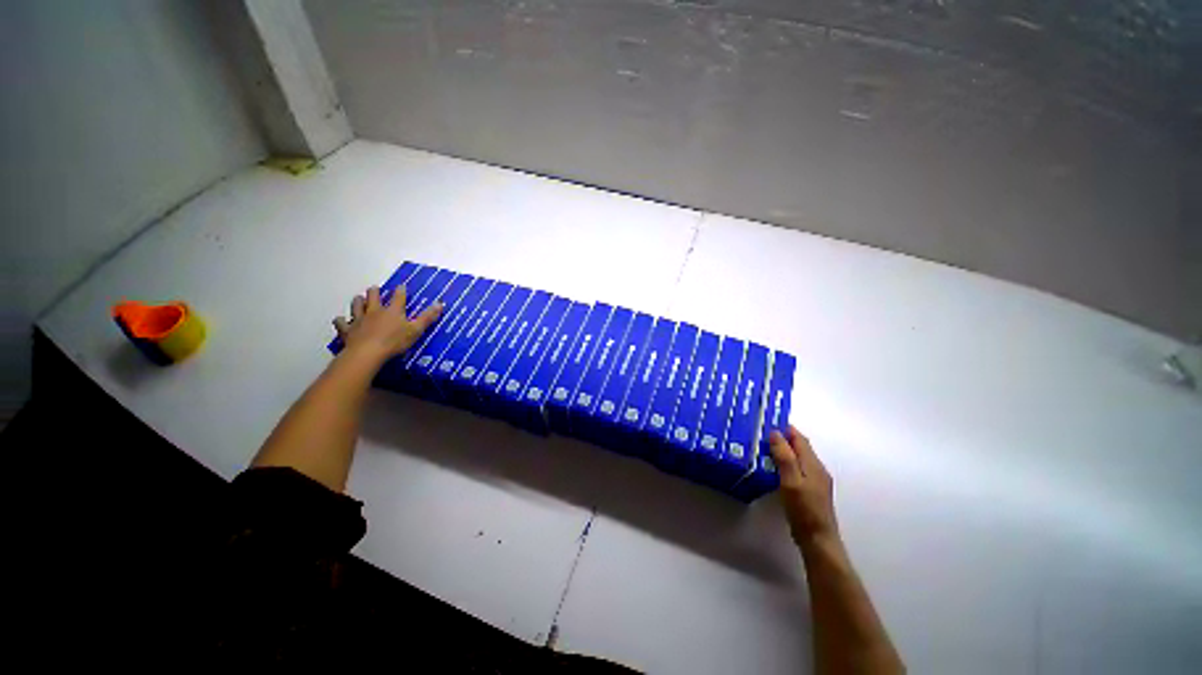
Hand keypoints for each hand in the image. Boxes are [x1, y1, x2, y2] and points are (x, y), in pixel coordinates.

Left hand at [332, 285, 442, 362]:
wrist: (367, 353)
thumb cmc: (395, 341)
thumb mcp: (416, 330)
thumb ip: (427, 317)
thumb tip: (440, 303)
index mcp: (393, 311)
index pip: (398, 297)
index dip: (400, 291)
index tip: (401, 286)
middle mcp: (375, 311)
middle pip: (373, 297)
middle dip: (374, 292)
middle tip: (374, 288)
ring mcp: (359, 320)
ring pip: (356, 306)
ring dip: (358, 302)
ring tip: (358, 299)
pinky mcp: (348, 331)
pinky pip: (341, 324)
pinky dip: (340, 321)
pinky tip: (340, 320)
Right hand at [769, 425, 838, 544]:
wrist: (818, 539)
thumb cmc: (803, 509)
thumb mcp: (791, 481)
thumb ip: (784, 457)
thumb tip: (776, 433)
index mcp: (813, 464)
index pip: (799, 438)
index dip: (785, 428)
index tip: (768, 420)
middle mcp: (817, 469)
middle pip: (800, 447)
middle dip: (783, 438)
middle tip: (761, 434)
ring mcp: (816, 481)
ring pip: (799, 458)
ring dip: (784, 450)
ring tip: (764, 448)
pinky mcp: (811, 491)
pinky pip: (798, 469)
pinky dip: (786, 463)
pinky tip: (774, 469)